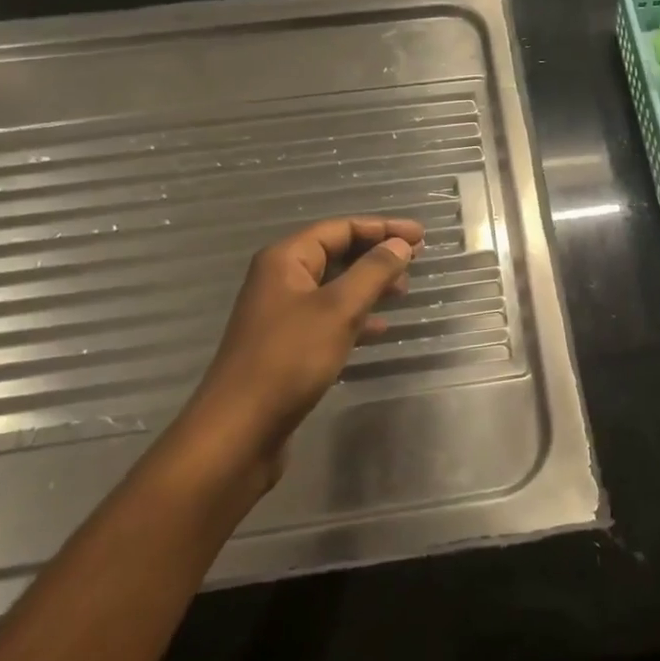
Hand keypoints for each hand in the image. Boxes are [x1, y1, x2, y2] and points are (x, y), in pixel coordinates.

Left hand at [186, 216, 422, 476]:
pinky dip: (355, 317)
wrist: (238, 432)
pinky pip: (328, 317)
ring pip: (334, 286)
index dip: (382, 228)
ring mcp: (282, 314)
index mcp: (286, 259)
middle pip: (336, 253)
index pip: (340, 228)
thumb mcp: (338, 310)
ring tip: (403, 292)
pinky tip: (379, 329)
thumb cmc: (289, 360)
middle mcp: (280, 279)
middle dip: (376, 254)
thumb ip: (373, 272)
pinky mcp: (287, 345)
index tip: (421, 236)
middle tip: (416, 261)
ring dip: (369, 285)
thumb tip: (401, 244)